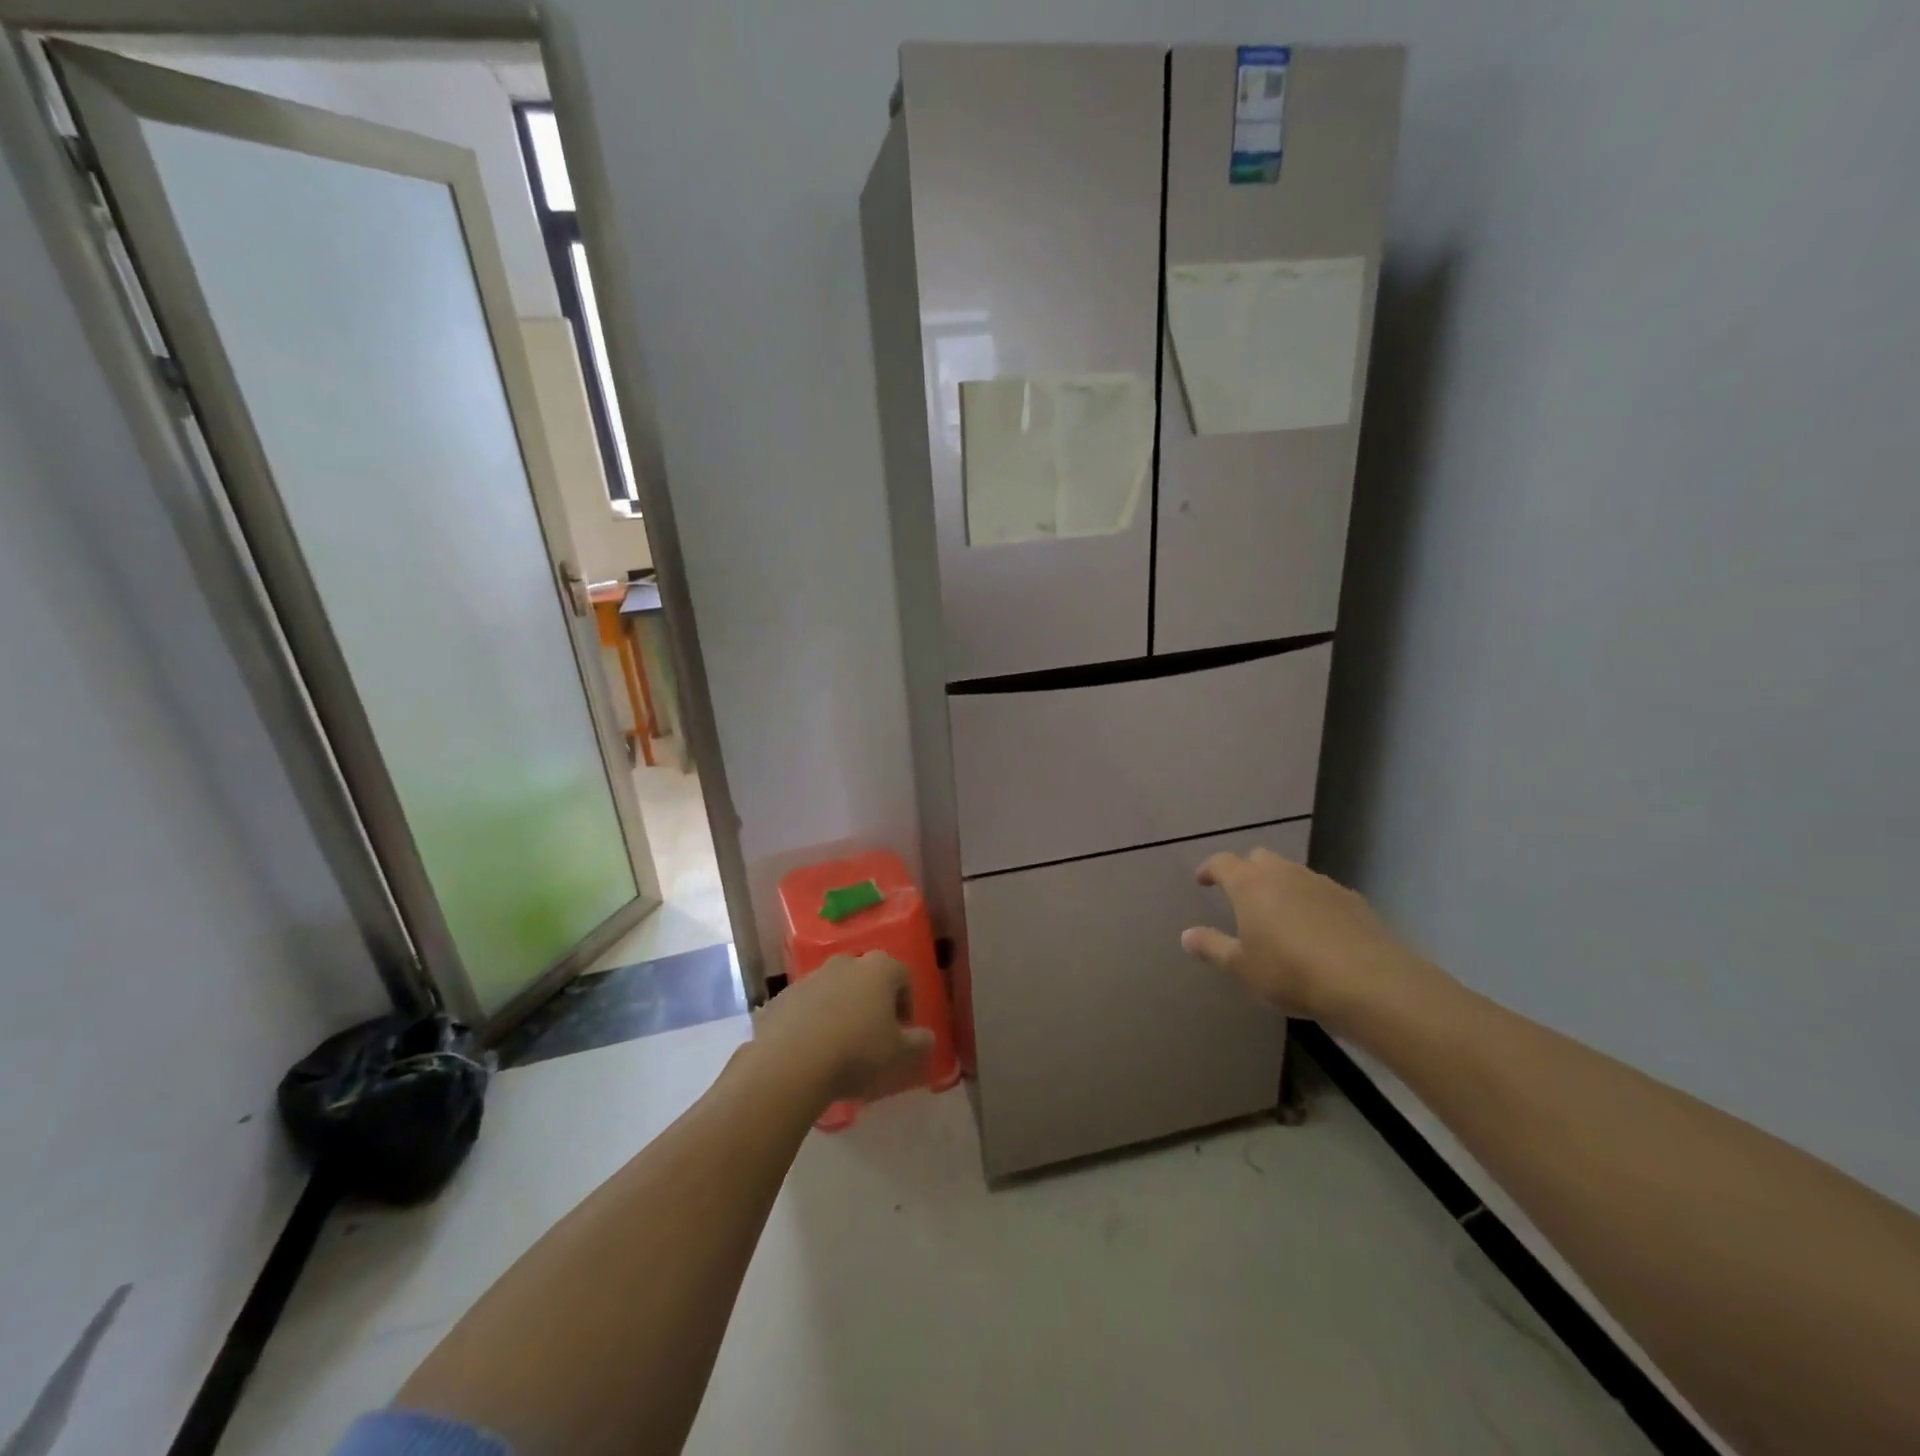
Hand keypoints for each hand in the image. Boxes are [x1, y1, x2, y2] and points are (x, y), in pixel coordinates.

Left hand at [751, 953, 934, 1106]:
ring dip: (839, 1011)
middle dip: (871, 1003)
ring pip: (833, 991)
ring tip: (838, 1047)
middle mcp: (844, 963)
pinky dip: (810, 1023)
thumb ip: (920, 1043)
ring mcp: (809, 977)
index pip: (903, 976)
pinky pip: (804, 1007)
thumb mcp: (901, 1055)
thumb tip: (926, 1037)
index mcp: (879, 968)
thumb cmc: (857, 1053)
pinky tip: (809, 1052)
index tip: (901, 1031)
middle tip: (871, 1037)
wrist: (789, 1064)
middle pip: (865, 979)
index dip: (906, 1003)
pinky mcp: (781, 997)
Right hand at [1180, 849, 1431, 1027]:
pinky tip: (1316, 929)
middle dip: (1247, 870)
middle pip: (1259, 858)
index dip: (1210, 869)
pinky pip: (1321, 891)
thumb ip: (1212, 947)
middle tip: (1241, 895)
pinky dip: (1311, 901)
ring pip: (1292, 872)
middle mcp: (1283, 874)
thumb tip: (1186, 935)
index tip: (1203, 880)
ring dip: (1280, 885)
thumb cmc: (1290, 972)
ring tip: (1279, 913)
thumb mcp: (1242, 967)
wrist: (1367, 982)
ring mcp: (1321, 883)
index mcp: (1250, 885)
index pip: (1223, 862)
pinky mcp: (1352, 899)